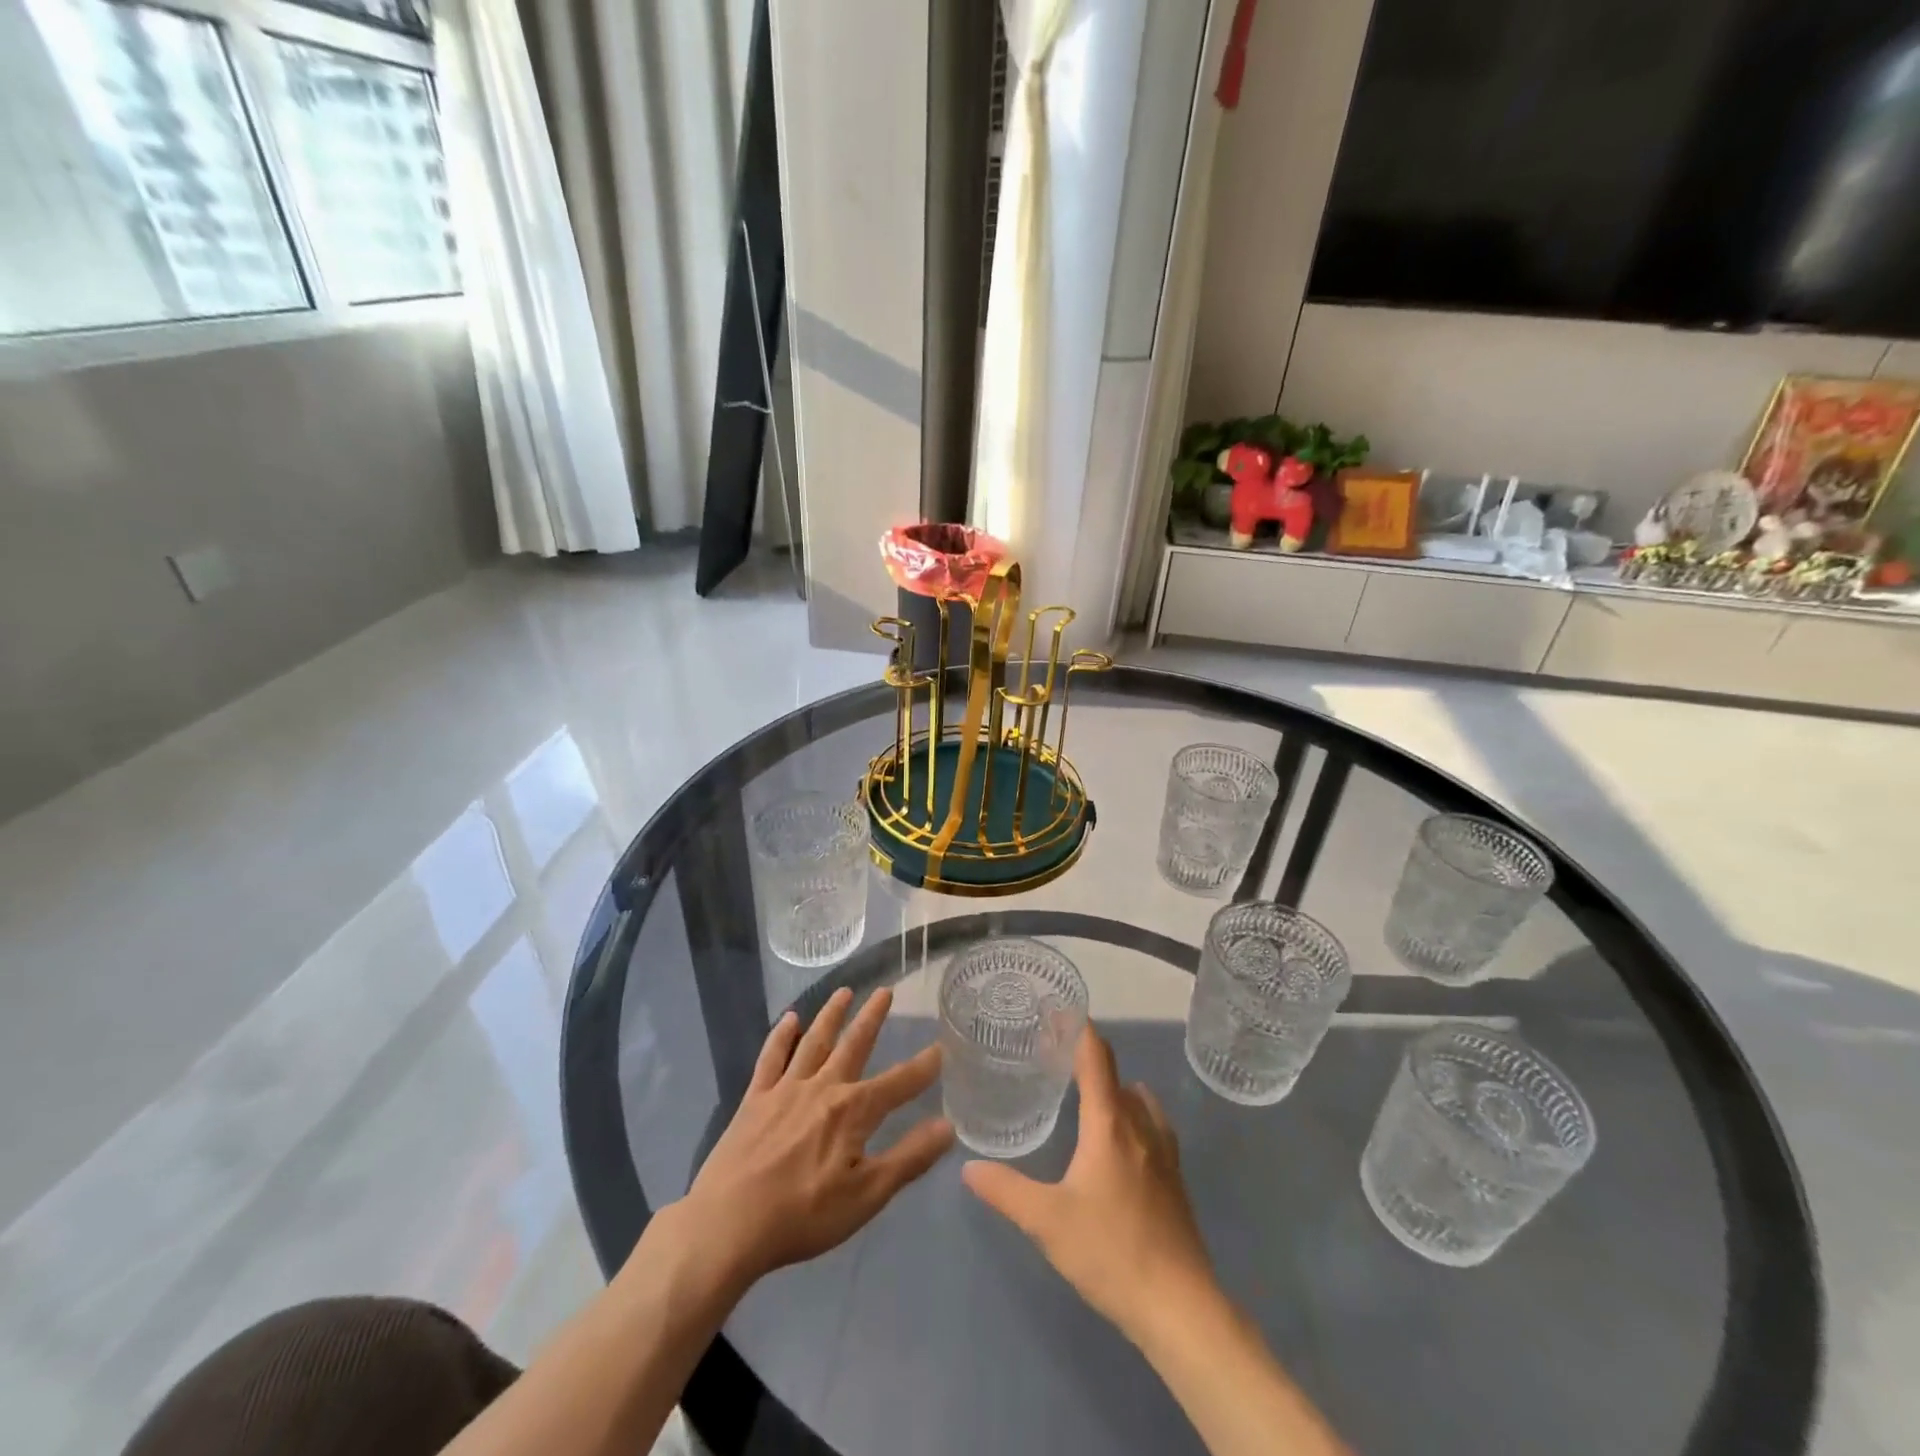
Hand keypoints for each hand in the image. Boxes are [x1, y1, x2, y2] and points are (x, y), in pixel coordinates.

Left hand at [679, 986, 953, 1288]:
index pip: (898, 1083)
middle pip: (854, 1045)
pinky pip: (771, 1058)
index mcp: (853, 1111)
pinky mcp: (755, 1099)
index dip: (923, 1067)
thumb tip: (948, 1126)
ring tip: (844, 991)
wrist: (728, 1224)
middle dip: (872, 1018)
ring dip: (831, 1015)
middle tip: (886, 990)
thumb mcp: (867, 1195)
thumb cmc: (803, 1215)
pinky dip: (781, 1037)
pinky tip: (789, 1020)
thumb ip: (909, 1158)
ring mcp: (786, 1089)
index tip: (941, 1046)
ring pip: (814, 1041)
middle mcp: (823, 1087)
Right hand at [962, 1024, 1216, 1339]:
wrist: (1179, 1306)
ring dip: (1114, 1087)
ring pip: (1139, 1100)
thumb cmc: (1110, 1252)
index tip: (1058, 1010)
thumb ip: (1005, 1190)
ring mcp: (1163, 1152)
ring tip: (1086, 1090)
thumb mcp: (1046, 1221)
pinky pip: (1153, 1125)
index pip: (1096, 1058)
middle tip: (1056, 1055)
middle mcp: (1140, 1126)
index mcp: (1110, 1123)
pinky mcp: (1175, 1179)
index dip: (1079, 1029)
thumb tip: (969, 1168)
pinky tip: (1122, 1136)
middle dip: (1088, 1058)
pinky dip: (1134, 1113)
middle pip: (1115, 1075)